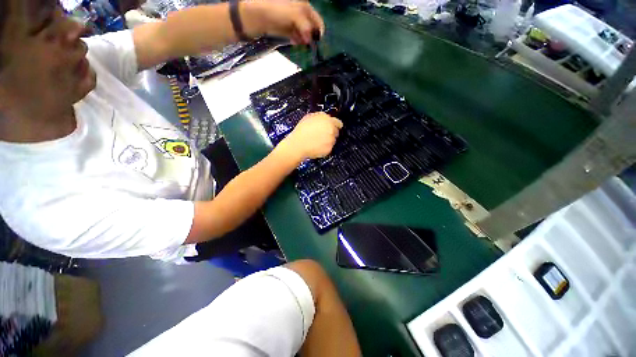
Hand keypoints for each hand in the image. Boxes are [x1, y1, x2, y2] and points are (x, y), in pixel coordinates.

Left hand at [241, 1, 324, 44]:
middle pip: (310, 27)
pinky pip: (295, 36)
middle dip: (311, 36)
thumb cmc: (276, 10)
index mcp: (303, 5)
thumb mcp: (295, 14)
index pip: (317, 19)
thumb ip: (306, 26)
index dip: (318, 31)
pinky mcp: (285, 28)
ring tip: (301, 43)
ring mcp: (292, 21)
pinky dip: (297, 40)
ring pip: (303, 33)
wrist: (255, 15)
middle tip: (309, 45)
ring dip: (304, 40)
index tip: (317, 42)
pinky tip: (295, 42)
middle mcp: (299, 12)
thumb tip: (311, 40)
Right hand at [277, 112, 342, 162]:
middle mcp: (331, 129)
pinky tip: (317, 146)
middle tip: (322, 135)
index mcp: (327, 119)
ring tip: (317, 141)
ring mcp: (331, 140)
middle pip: (336, 132)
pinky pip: (329, 148)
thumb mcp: (309, 117)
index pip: (338, 123)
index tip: (332, 127)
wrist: (298, 145)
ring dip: (328, 141)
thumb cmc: (301, 131)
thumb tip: (325, 118)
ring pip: (333, 140)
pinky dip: (325, 148)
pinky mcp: (329, 149)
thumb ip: (321, 117)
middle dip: (331, 133)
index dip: (334, 125)